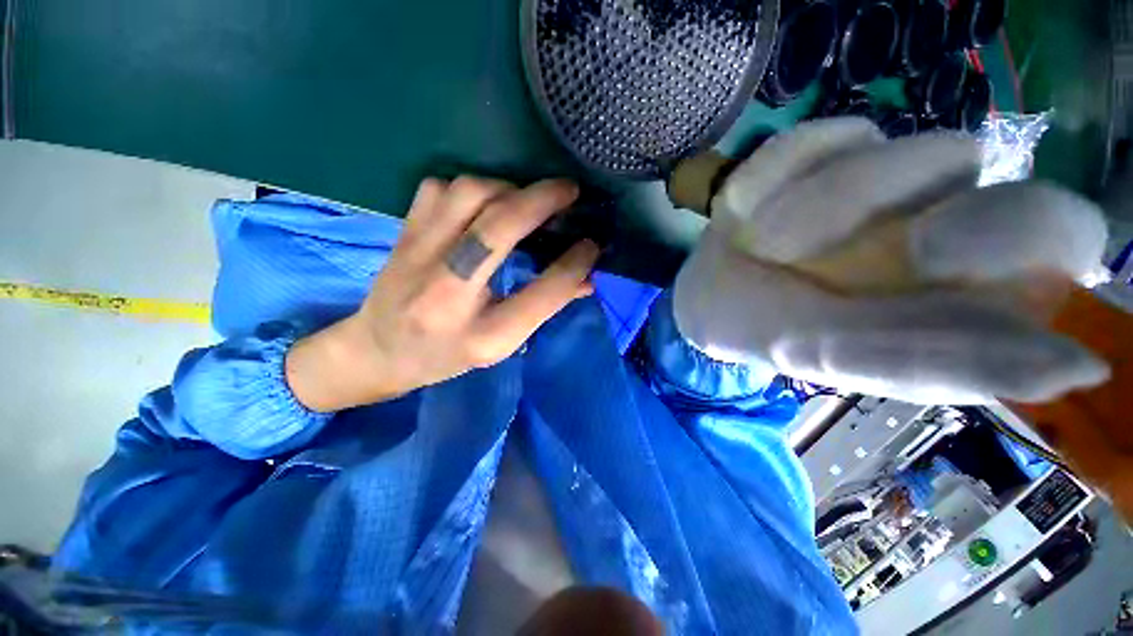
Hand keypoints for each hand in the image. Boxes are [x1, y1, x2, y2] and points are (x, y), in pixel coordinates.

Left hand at [286, 177, 598, 411]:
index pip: (541, 294)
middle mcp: (447, 291)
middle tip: (569, 192)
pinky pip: (440, 188)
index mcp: (481, 333)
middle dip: (542, 201)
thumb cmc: (447, 355)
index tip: (593, 244)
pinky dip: (470, 187)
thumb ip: (544, 308)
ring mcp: (418, 255)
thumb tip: (586, 279)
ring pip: (468, 194)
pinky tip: (482, 204)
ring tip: (525, 201)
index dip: (573, 264)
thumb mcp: (501, 345)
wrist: (378, 351)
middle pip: (499, 227)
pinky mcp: (403, 232)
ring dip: (507, 190)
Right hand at [674, 118, 1110, 404]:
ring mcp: (880, 168)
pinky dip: (767, 183)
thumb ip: (952, 365)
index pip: (1057, 229)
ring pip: (882, 153)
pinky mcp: (823, 146)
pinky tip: (742, 216)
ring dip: (809, 212)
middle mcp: (942, 209)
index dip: (1011, 232)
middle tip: (814, 248)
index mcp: (968, 279)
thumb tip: (1082, 370)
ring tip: (762, 247)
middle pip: (967, 160)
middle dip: (884, 203)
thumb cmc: (774, 334)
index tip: (926, 256)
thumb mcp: (847, 359)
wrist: (712, 296)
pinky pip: (810, 143)